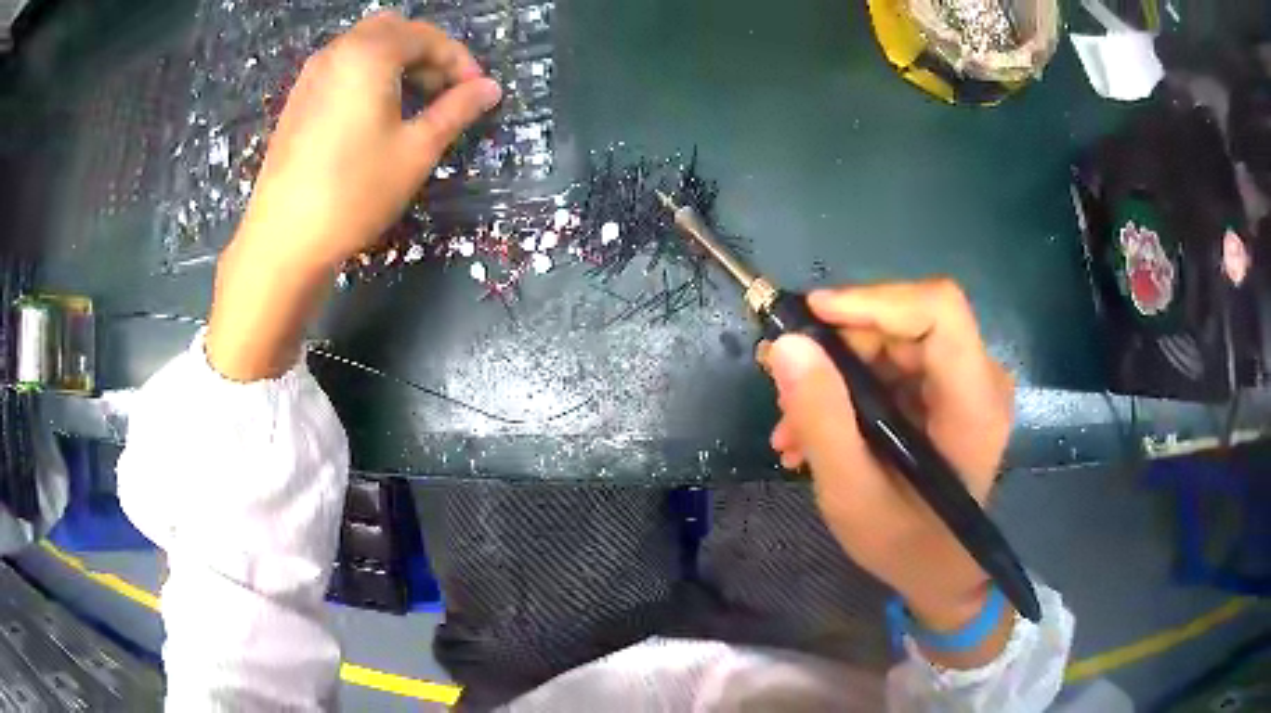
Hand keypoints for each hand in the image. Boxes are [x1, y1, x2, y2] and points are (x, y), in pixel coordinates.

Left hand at [207, 13, 500, 380]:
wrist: (283, 239)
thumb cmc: (354, 192)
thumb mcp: (416, 150)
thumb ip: (457, 110)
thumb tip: (491, 88)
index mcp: (370, 54)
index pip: (427, 37)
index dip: (459, 60)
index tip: (478, 91)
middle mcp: (338, 52)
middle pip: (394, 30)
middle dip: (426, 52)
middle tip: (443, 90)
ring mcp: (312, 75)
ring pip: (365, 46)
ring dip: (396, 61)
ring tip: (413, 102)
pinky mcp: (297, 99)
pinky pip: (342, 67)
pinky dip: (368, 74)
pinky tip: (375, 113)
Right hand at [762, 280, 1014, 654]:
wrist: (940, 573)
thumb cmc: (905, 545)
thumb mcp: (852, 492)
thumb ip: (821, 418)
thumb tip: (785, 344)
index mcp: (973, 404)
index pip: (939, 310)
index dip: (875, 300)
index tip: (811, 316)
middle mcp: (981, 380)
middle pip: (908, 323)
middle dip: (839, 346)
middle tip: (781, 380)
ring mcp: (967, 385)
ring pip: (894, 342)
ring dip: (836, 373)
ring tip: (791, 424)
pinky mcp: (950, 394)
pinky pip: (896, 367)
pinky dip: (851, 389)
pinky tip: (815, 429)